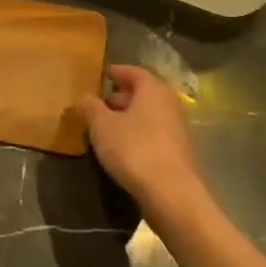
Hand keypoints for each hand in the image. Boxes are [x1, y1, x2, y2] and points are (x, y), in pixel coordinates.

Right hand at [78, 65, 209, 222]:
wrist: (173, 194)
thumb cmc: (134, 150)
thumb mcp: (102, 127)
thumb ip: (91, 108)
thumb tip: (84, 97)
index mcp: (153, 89)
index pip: (133, 72)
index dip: (116, 72)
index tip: (102, 75)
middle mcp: (170, 103)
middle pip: (144, 93)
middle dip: (122, 96)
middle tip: (100, 104)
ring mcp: (179, 129)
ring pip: (150, 115)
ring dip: (130, 118)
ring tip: (108, 128)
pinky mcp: (181, 153)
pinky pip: (156, 134)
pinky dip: (140, 135)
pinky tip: (125, 149)